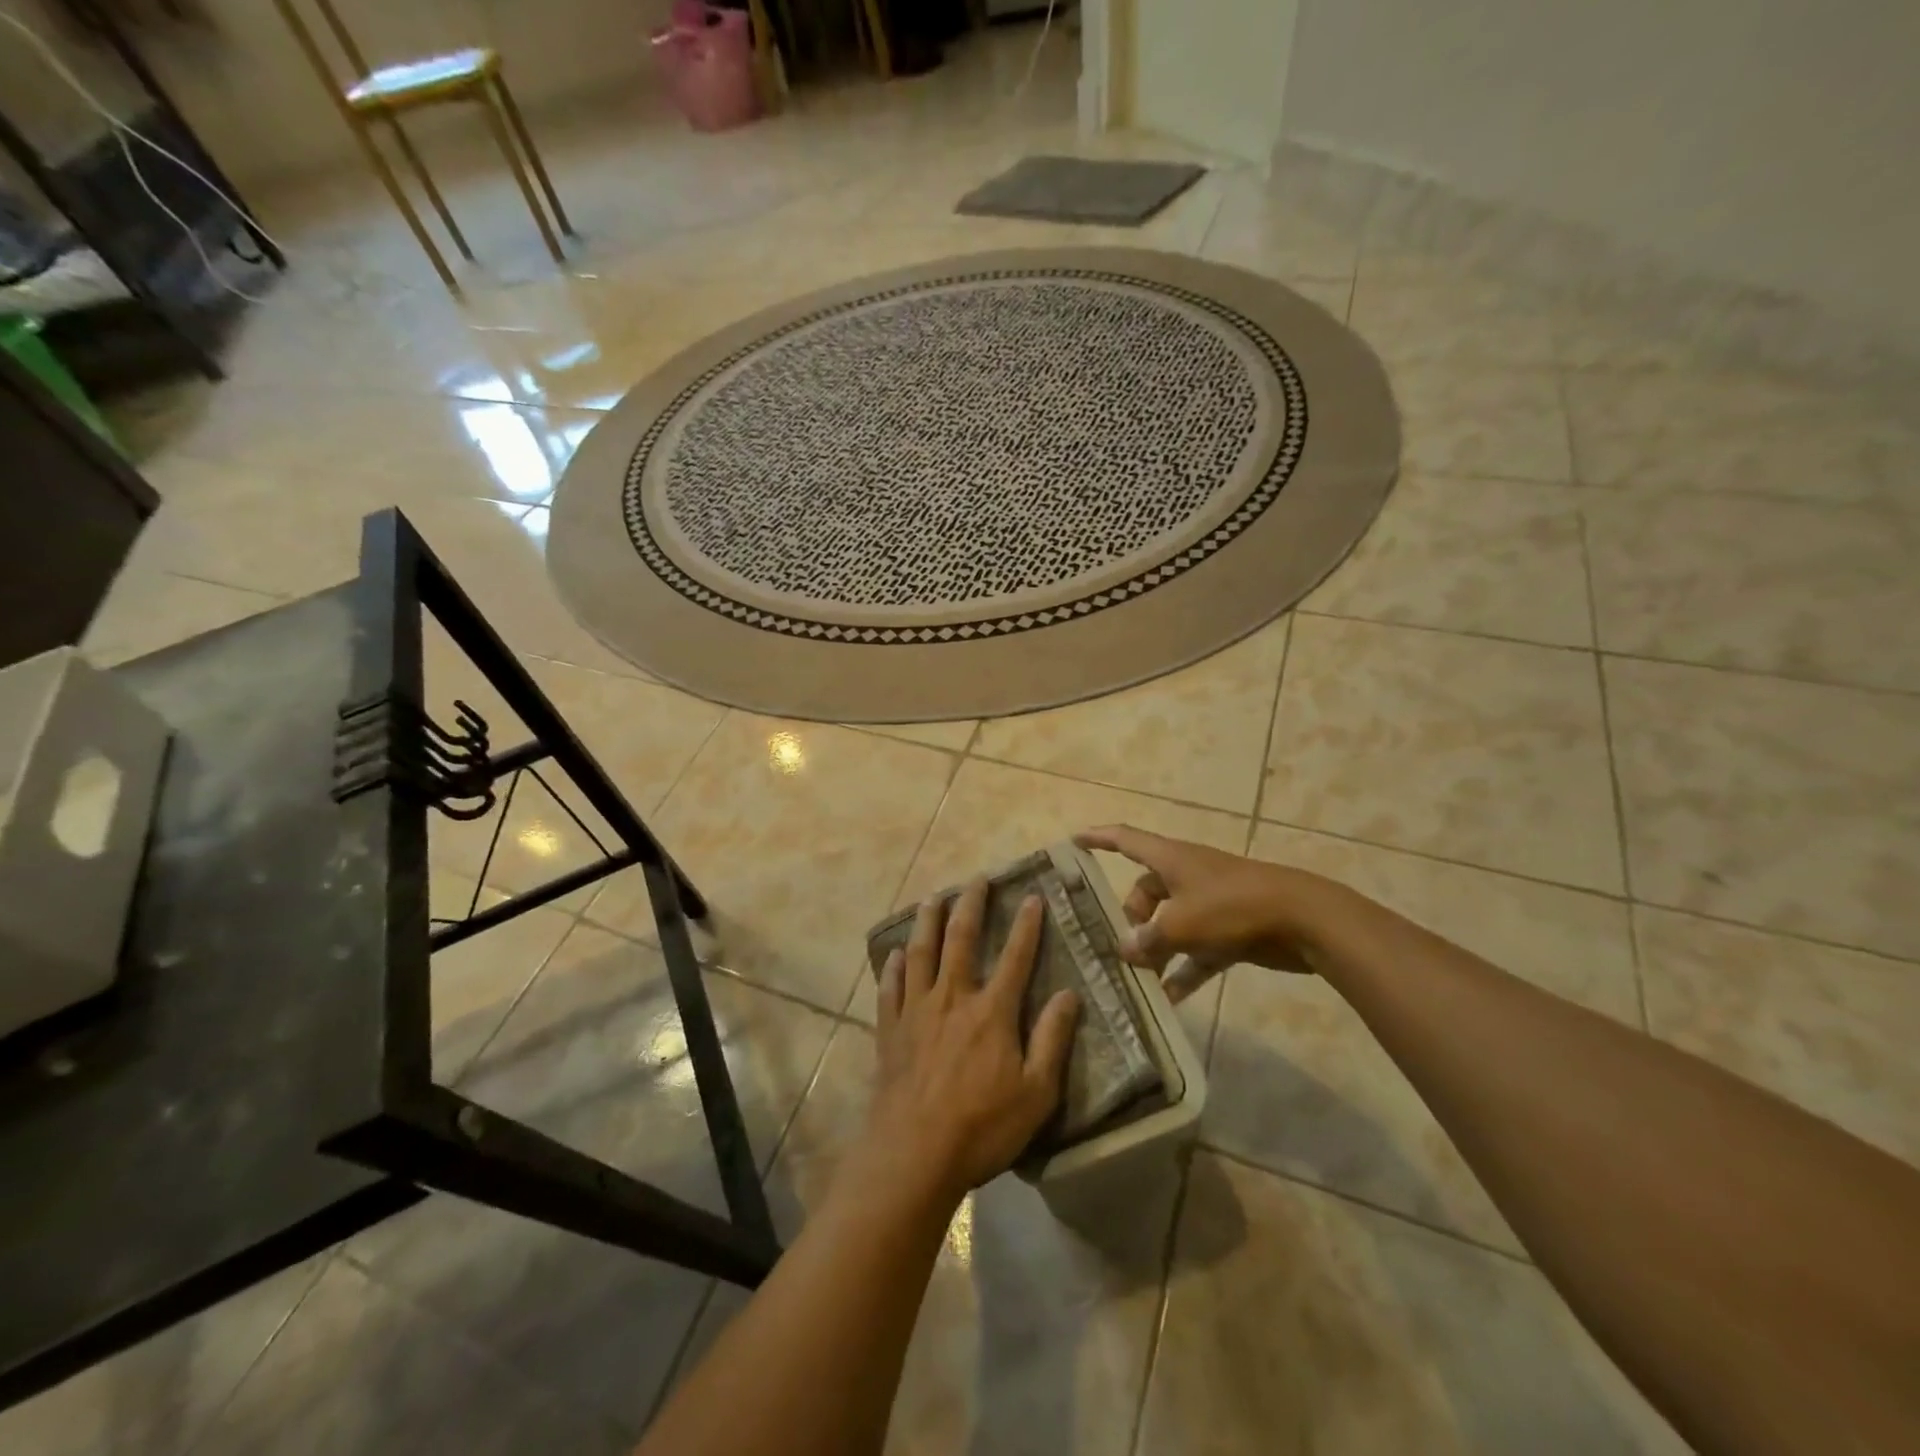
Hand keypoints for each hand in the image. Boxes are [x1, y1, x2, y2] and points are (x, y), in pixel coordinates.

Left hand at [869, 880, 1081, 1201]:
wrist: (913, 1154)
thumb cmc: (982, 1127)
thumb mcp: (1035, 1093)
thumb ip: (1052, 1040)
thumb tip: (1070, 995)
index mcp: (992, 1012)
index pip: (1016, 957)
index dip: (1027, 925)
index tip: (1032, 896)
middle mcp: (952, 998)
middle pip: (961, 939)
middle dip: (971, 905)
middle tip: (976, 879)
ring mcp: (916, 1010)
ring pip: (921, 952)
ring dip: (928, 921)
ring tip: (932, 897)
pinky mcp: (890, 1029)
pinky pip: (890, 987)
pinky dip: (893, 966)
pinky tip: (895, 954)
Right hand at [1075, 825, 1334, 999]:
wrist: (1303, 920)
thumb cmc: (1233, 908)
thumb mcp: (1181, 924)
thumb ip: (1148, 939)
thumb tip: (1126, 951)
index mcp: (1171, 859)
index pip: (1125, 840)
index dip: (1098, 839)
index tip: (1073, 841)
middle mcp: (1187, 875)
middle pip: (1146, 891)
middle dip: (1130, 918)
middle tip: (1118, 949)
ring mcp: (1211, 902)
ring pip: (1170, 923)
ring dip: (1155, 948)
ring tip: (1137, 978)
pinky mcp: (1231, 930)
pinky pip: (1197, 950)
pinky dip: (1183, 970)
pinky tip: (1169, 999)